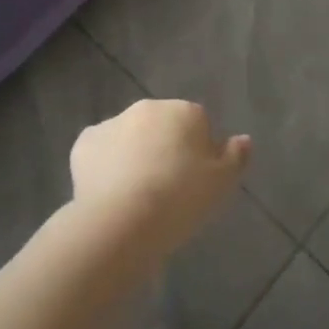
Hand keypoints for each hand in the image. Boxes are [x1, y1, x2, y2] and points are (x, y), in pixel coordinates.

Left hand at [70, 100, 250, 259]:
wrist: (122, 220)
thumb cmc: (180, 200)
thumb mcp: (221, 184)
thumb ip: (236, 157)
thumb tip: (244, 139)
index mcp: (184, 111)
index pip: (198, 124)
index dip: (198, 153)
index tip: (195, 182)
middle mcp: (148, 108)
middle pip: (162, 126)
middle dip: (165, 148)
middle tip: (167, 189)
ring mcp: (113, 122)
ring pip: (130, 136)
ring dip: (135, 154)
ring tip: (136, 196)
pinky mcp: (85, 142)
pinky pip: (101, 151)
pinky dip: (105, 165)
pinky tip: (109, 193)